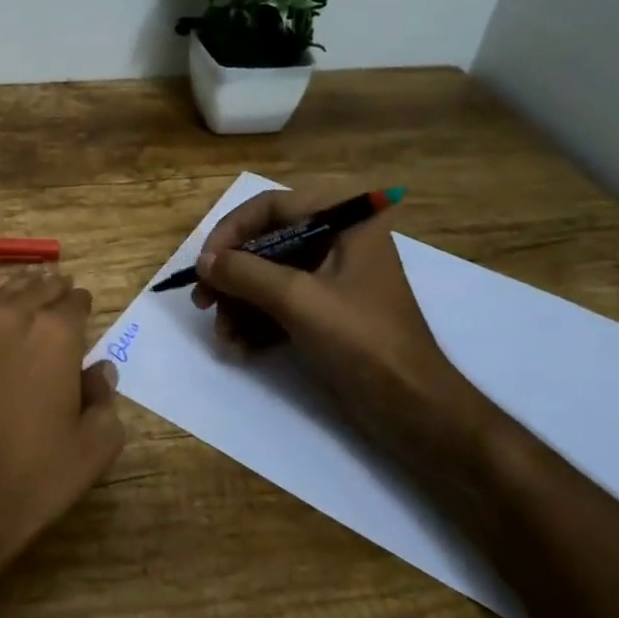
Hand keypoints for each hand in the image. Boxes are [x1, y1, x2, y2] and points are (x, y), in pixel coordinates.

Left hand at [0, 269, 125, 596]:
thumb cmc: (27, 480)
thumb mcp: (90, 452)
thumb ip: (105, 402)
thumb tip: (99, 371)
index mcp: (54, 334)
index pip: (76, 303)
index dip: (84, 306)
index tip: (87, 310)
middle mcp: (11, 319)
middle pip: (38, 288)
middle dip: (54, 290)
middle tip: (64, 293)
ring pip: (4, 295)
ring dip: (23, 292)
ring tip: (33, 293)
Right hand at [192, 188, 496, 473]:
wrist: (416, 411)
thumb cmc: (363, 341)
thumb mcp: (298, 300)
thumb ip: (245, 272)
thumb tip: (203, 262)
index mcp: (346, 222)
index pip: (273, 206)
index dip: (232, 230)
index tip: (206, 263)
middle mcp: (340, 241)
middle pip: (267, 242)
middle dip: (232, 275)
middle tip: (203, 301)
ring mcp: (335, 278)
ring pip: (270, 275)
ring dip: (240, 303)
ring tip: (222, 334)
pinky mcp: (329, 311)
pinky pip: (281, 303)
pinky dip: (258, 321)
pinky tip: (239, 347)